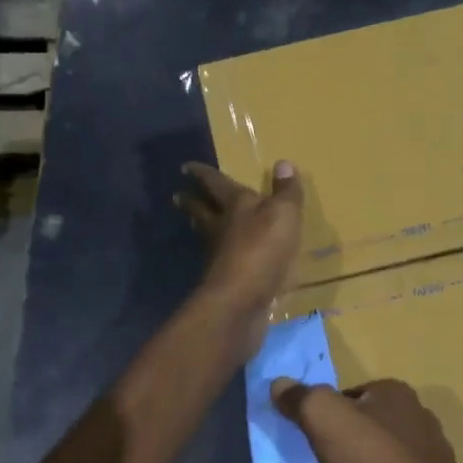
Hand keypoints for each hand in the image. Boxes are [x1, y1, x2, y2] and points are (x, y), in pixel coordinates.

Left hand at [175, 161, 303, 353]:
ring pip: (206, 235)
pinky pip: (219, 260)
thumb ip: (285, 192)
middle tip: (177, 195)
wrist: (241, 299)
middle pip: (202, 210)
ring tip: (194, 221)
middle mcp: (221, 227)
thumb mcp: (284, 214)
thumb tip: (283, 163)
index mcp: (234, 205)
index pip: (216, 183)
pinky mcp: (223, 280)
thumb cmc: (263, 249)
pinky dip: (218, 254)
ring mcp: (218, 255)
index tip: (186, 167)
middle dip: (192, 201)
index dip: (203, 173)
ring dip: (200, 226)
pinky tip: (221, 257)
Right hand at [269, 377, 461, 462]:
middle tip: (328, 461)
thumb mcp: (325, 419)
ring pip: (386, 448)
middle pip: (370, 420)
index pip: (349, 393)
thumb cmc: (372, 461)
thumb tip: (278, 383)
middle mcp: (418, 412)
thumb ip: (301, 398)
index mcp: (395, 390)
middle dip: (350, 437)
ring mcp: (432, 449)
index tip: (314, 437)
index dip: (328, 413)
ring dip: (368, 462)